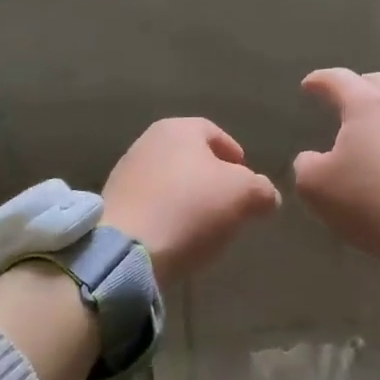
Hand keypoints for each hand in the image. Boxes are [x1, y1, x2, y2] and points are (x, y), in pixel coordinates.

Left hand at [101, 118, 282, 287]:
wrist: (128, 250)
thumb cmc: (191, 209)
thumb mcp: (245, 196)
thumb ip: (263, 190)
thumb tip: (266, 196)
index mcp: (178, 129)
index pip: (215, 133)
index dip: (236, 155)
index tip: (248, 182)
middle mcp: (147, 142)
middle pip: (190, 157)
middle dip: (212, 179)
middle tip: (231, 204)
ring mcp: (125, 173)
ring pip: (170, 181)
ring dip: (188, 198)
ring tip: (205, 226)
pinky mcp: (113, 204)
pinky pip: (151, 204)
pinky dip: (167, 215)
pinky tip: (177, 236)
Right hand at [292, 69, 379, 281]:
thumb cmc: (370, 204)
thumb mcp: (315, 187)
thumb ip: (306, 164)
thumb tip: (312, 157)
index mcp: (367, 106)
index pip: (338, 79)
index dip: (320, 80)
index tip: (308, 85)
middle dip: (359, 86)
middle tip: (345, 99)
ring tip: (379, 127)